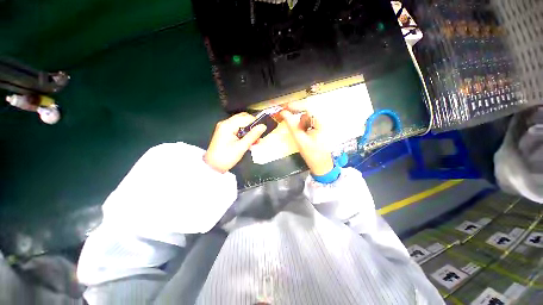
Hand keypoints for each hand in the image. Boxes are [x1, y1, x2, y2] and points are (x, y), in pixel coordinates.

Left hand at [204, 113, 266, 172]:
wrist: (213, 166)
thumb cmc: (226, 157)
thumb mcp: (242, 147)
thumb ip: (253, 135)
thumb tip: (263, 126)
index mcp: (228, 125)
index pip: (245, 118)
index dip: (255, 122)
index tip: (262, 130)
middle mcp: (225, 123)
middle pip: (243, 118)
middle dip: (252, 125)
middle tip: (258, 135)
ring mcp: (224, 127)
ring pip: (241, 123)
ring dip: (249, 130)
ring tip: (254, 140)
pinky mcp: (225, 132)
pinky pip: (237, 128)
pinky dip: (244, 133)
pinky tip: (248, 140)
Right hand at [280, 108, 333, 175]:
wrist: (321, 165)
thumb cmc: (312, 154)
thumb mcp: (300, 140)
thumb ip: (291, 125)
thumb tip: (283, 113)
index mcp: (321, 123)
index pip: (308, 108)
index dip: (296, 106)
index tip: (284, 107)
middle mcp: (322, 121)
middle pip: (307, 113)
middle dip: (298, 118)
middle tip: (289, 123)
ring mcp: (321, 125)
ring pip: (306, 119)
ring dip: (300, 124)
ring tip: (301, 136)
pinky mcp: (318, 129)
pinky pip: (307, 124)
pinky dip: (303, 127)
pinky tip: (303, 136)